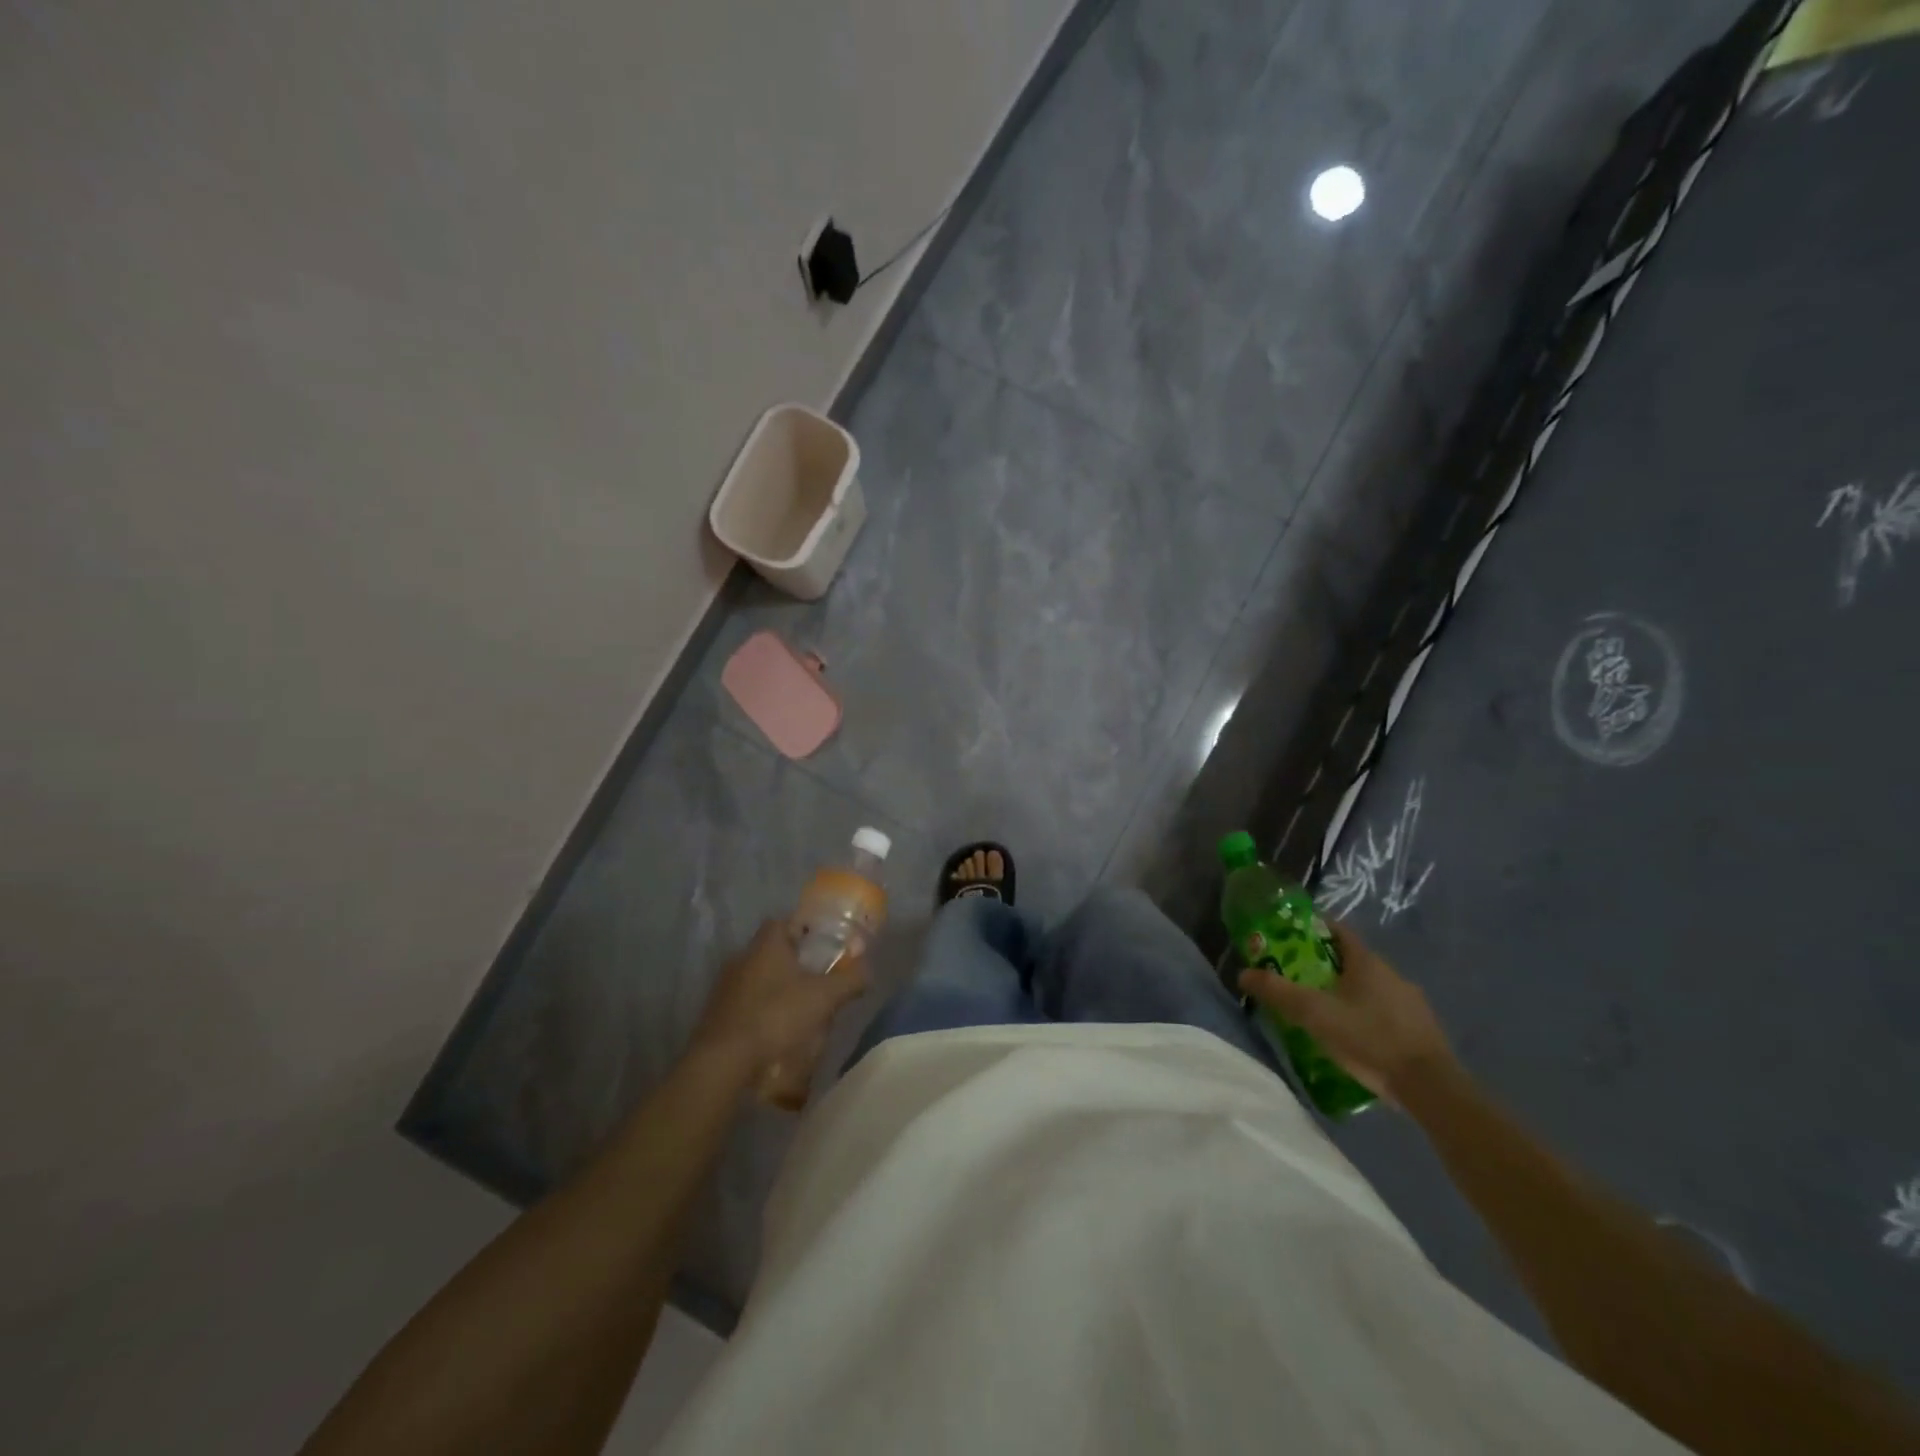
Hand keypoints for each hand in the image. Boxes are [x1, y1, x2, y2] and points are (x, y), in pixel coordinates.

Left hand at [690, 920, 869, 1084]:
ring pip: (759, 979)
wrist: (724, 1062)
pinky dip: (762, 1012)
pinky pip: (746, 1004)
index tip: (824, 947)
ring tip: (801, 1012)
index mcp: (766, 944)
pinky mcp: (716, 1015)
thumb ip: (850, 979)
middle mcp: (741, 958)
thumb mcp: (824, 997)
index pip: (784, 922)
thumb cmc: (777, 1016)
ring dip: (778, 990)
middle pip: (773, 952)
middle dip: (795, 964)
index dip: (805, 931)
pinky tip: (777, 1033)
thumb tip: (868, 969)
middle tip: (819, 981)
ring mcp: (725, 987)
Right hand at [1237, 919, 1455, 1105]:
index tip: (1290, 938)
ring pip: (1370, 987)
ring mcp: (1410, 1002)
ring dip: (1347, 992)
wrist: (1430, 1087)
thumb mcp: (1314, 1014)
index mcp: (1367, 961)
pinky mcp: (1421, 1029)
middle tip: (1298, 978)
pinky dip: (1367, 1015)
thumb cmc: (1368, 1037)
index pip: (1337, 930)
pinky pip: (1385, 1011)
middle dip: (1324, 965)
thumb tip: (1243, 973)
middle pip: (1352, 960)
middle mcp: (1391, 973)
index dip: (1313, 929)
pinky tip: (1355, 1036)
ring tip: (1323, 1011)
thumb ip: (1278, 992)